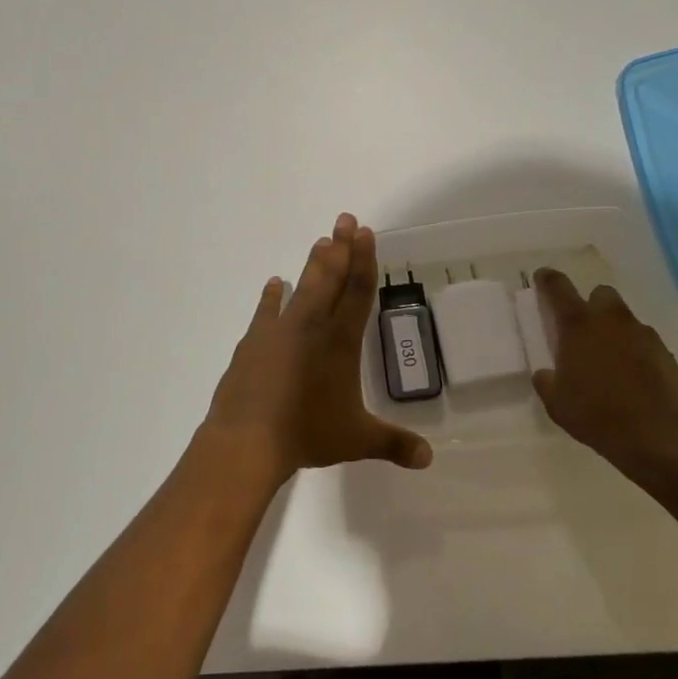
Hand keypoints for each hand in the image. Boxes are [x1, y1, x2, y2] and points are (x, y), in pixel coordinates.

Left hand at [203, 213, 433, 488]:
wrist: (248, 438)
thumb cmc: (307, 434)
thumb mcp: (356, 440)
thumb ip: (393, 443)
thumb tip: (429, 459)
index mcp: (341, 342)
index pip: (359, 292)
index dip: (365, 261)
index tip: (367, 233)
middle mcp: (312, 326)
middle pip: (331, 278)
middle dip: (341, 248)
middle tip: (345, 219)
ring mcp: (280, 330)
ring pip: (302, 287)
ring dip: (313, 263)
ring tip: (320, 240)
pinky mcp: (254, 341)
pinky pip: (266, 310)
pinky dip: (272, 295)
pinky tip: (275, 282)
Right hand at [529, 269, 677, 481]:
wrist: (658, 435)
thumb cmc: (597, 415)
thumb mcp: (557, 403)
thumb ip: (547, 380)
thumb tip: (547, 373)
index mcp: (578, 325)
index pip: (558, 287)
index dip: (547, 279)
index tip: (542, 278)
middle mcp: (610, 320)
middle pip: (600, 294)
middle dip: (592, 305)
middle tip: (584, 329)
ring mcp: (641, 334)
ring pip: (624, 319)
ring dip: (614, 330)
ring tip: (610, 360)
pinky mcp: (665, 352)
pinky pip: (644, 342)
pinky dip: (635, 351)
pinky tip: (632, 377)